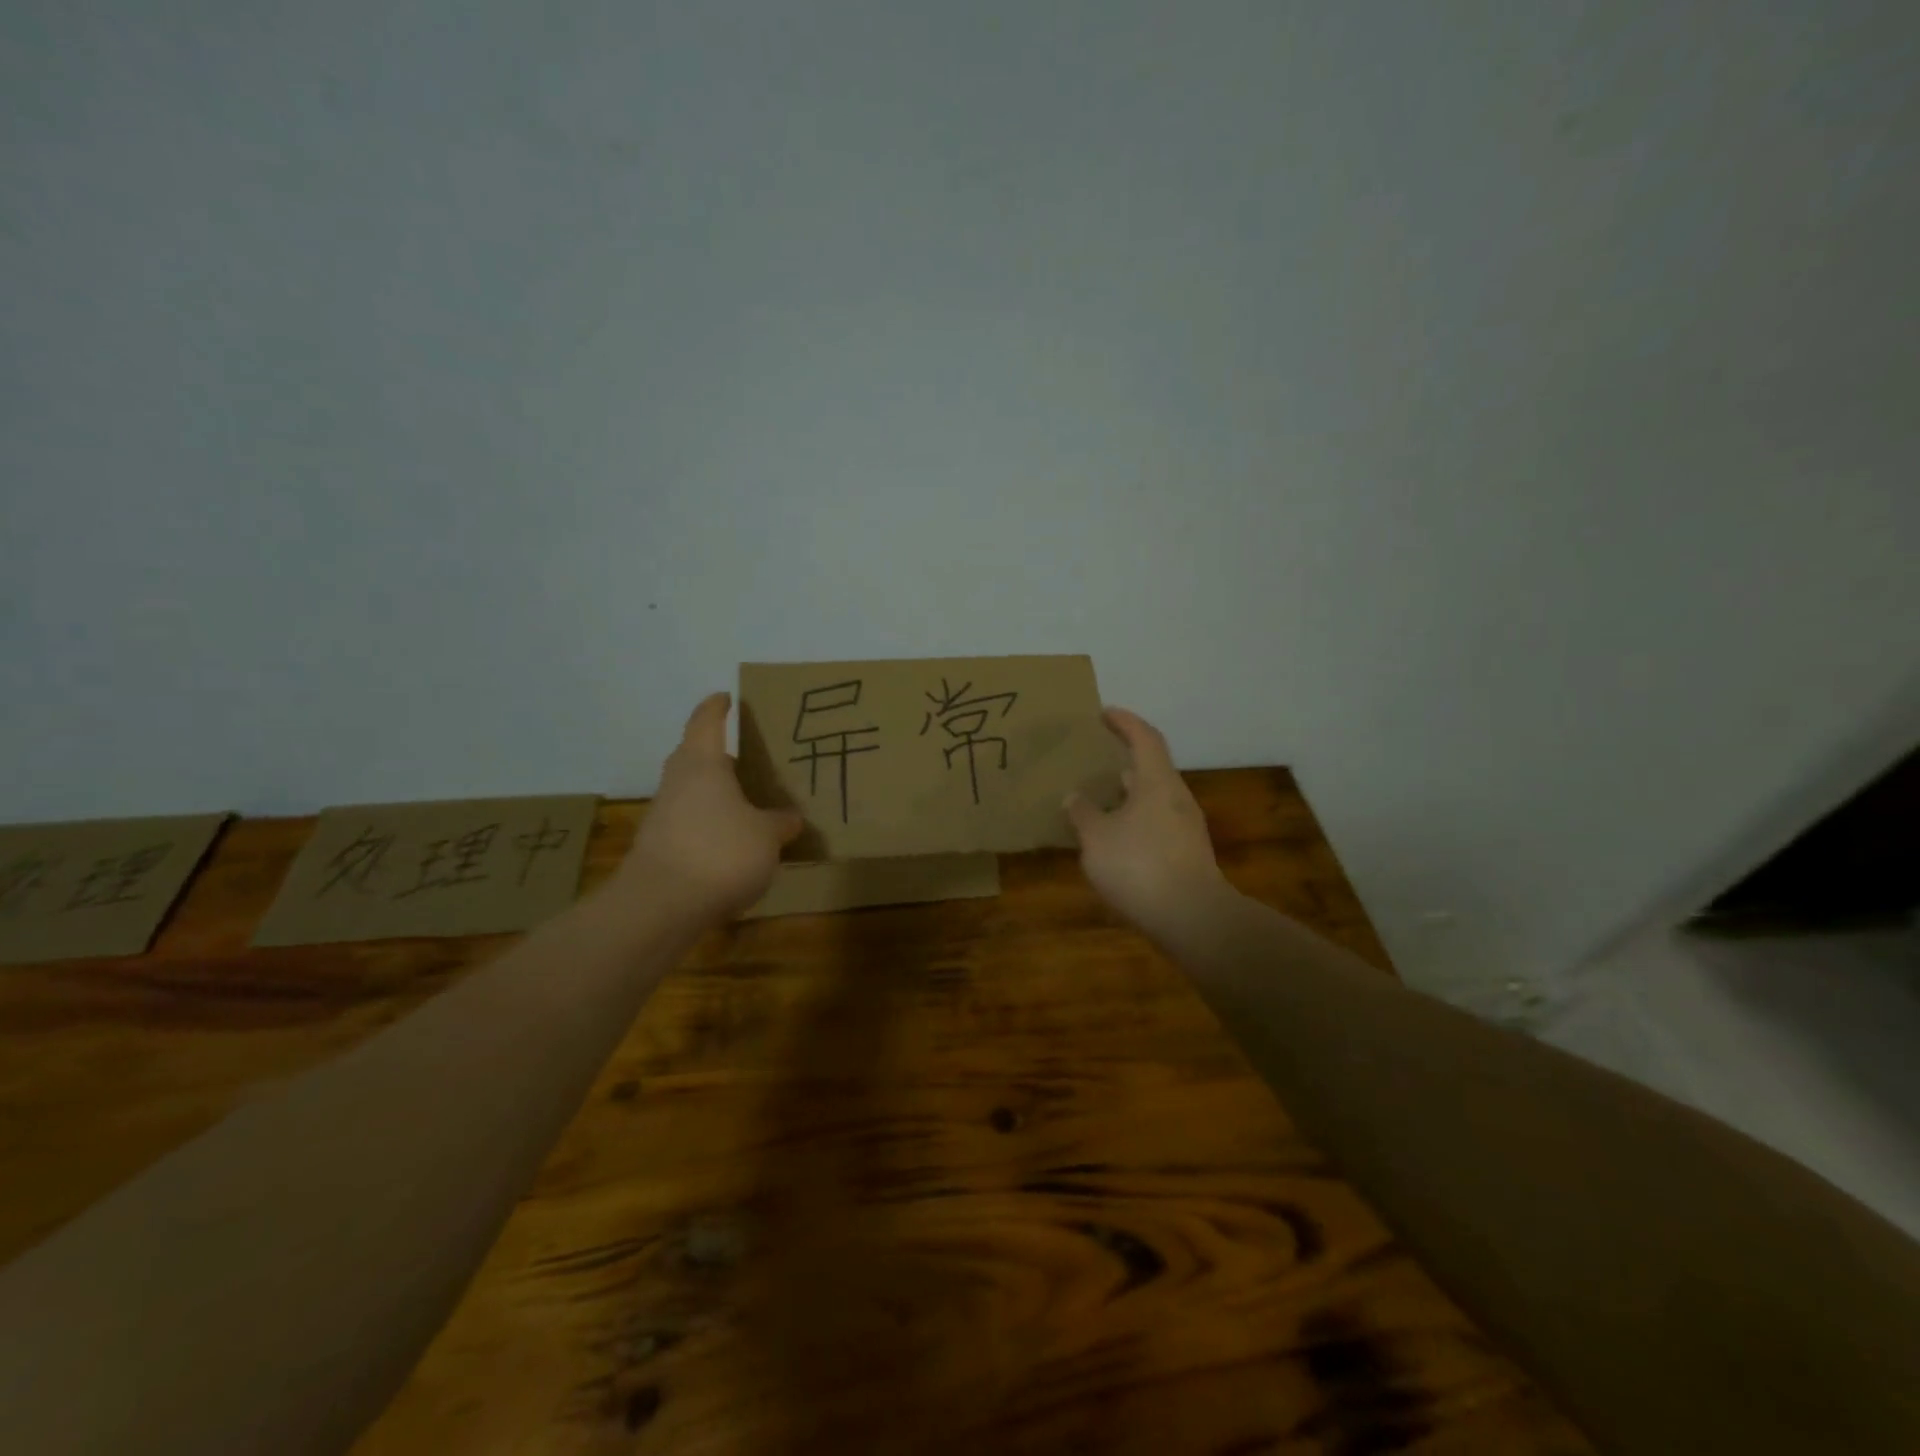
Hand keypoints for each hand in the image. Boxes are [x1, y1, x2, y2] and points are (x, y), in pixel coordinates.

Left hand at [620, 692, 803, 918]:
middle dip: (721, 757)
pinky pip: (690, 823)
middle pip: (696, 757)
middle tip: (751, 760)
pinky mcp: (660, 847)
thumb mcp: (767, 836)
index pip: (706, 722)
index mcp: (703, 764)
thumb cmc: (720, 852)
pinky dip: (710, 825)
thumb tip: (790, 818)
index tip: (727, 698)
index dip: (717, 707)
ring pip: (693, 792)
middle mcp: (678, 782)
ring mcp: (663, 815)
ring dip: (717, 795)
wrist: (661, 905)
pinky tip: (734, 845)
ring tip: (750, 806)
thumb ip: (780, 823)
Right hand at [1066, 708, 1230, 933]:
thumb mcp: (1097, 838)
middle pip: (1151, 768)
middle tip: (1095, 761)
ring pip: (1153, 799)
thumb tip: (1075, 797)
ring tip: (1098, 801)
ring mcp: (1186, 827)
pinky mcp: (1187, 854)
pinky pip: (1156, 824)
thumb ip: (1083, 813)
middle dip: (1124, 761)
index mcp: (1157, 782)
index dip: (1125, 721)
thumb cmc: (1140, 866)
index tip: (1104, 713)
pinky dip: (1134, 821)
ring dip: (1127, 795)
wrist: (1192, 919)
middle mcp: (1176, 797)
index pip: (1144, 737)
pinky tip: (1114, 840)